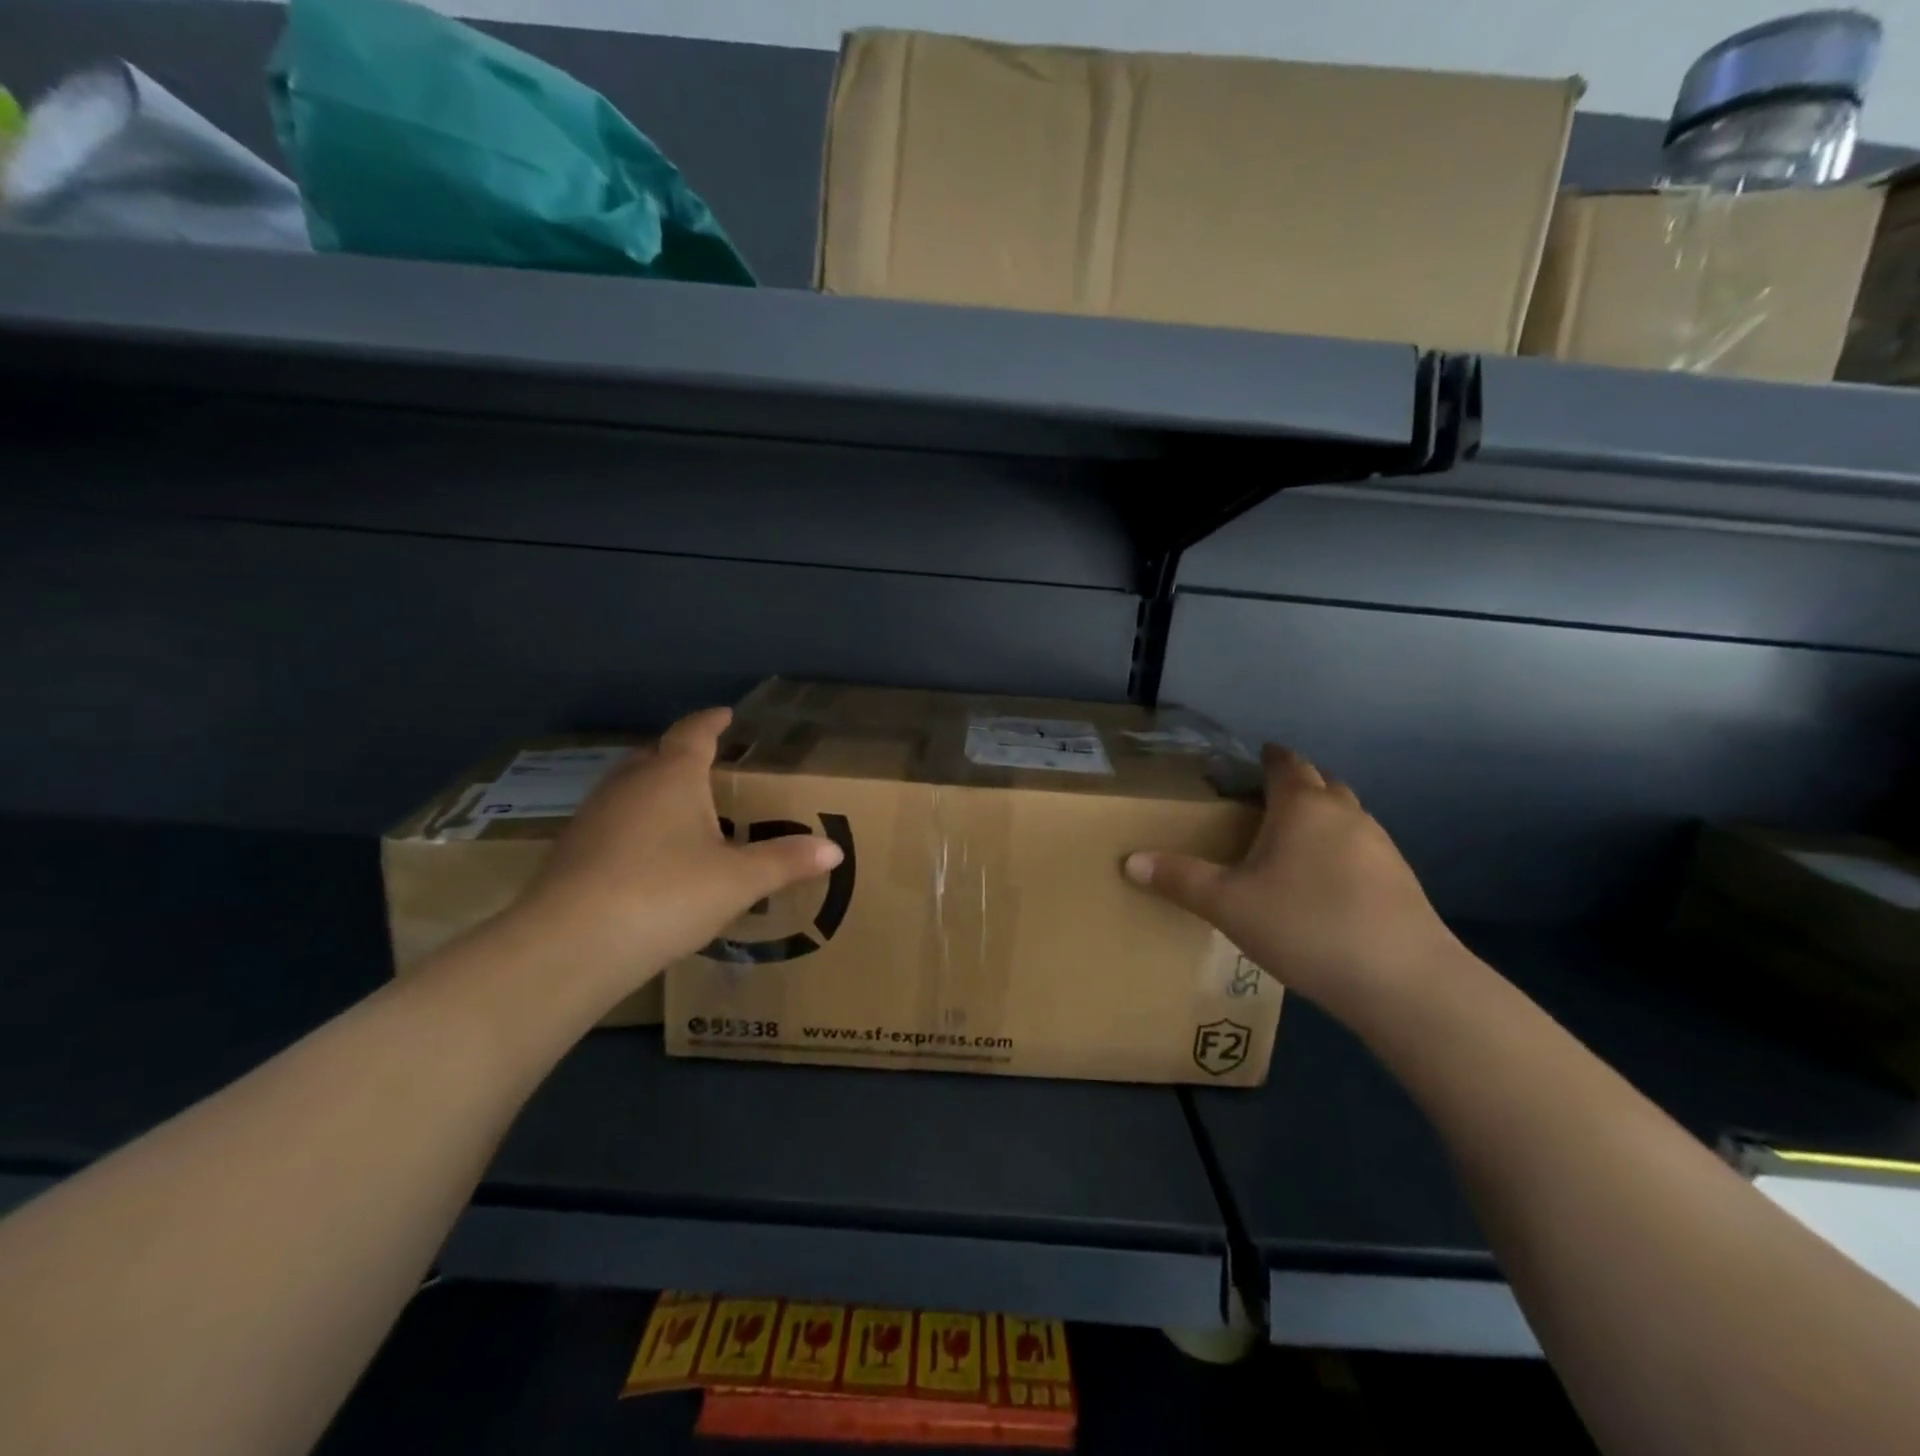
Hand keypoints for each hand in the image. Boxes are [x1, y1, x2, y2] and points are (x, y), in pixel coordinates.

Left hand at [501, 708, 842, 1009]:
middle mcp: (629, 785)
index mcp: (672, 776)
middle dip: (681, 755)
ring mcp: (593, 816)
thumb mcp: (738, 881)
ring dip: (654, 790)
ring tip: (681, 809)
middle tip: (708, 764)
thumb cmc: (666, 894)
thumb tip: (834, 848)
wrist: (570, 945)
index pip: (694, 733)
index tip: (726, 715)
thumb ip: (786, 861)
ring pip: (629, 788)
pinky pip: (612, 821)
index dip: (712, 722)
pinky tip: (647, 855)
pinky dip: (634, 824)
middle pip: (655, 755)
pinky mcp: (571, 851)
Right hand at [1124, 745, 1459, 1022]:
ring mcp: (1381, 847)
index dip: (1269, 757)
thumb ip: (1180, 879)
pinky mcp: (1401, 881)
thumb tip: (1130, 861)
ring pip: (1346, 816)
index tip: (1255, 756)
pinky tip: (1324, 883)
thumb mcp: (1229, 905)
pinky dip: (1340, 850)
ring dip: (1321, 817)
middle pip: (1322, 783)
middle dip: (1296, 782)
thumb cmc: (1306, 926)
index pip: (1286, 764)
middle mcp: (1345, 815)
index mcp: (1303, 807)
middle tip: (1265, 797)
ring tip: (1291, 840)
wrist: (1405, 982)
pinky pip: (1361, 848)